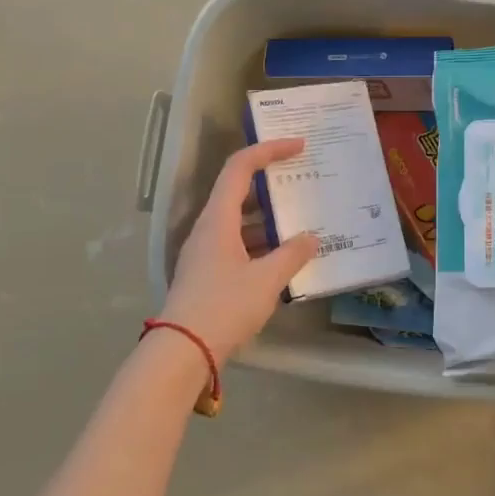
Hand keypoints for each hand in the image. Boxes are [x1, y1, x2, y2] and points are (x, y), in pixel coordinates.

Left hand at [160, 139, 319, 365]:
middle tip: (303, 182)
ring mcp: (205, 252)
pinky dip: (261, 242)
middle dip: (272, 183)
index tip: (298, 145)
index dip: (269, 150)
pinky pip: (238, 244)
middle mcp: (208, 228)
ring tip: (302, 221)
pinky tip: (283, 257)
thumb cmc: (224, 306)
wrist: (182, 350)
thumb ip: (292, 255)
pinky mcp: (207, 273)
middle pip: (238, 191)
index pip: (240, 167)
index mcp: (218, 219)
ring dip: (268, 218)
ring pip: (239, 220)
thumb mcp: (266, 279)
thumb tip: (312, 238)